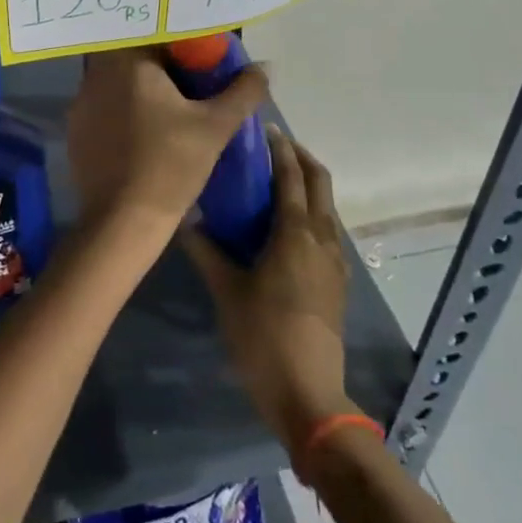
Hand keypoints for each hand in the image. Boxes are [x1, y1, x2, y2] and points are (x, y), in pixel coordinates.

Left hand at [67, 47, 268, 229]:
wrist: (123, 221)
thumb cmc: (171, 165)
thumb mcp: (216, 126)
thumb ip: (243, 91)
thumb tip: (264, 67)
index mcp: (128, 63)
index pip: (154, 34)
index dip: (180, 44)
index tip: (200, 62)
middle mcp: (96, 75)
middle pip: (133, 57)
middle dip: (161, 67)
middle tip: (191, 86)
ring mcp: (81, 103)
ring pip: (116, 82)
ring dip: (139, 89)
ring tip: (169, 112)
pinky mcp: (76, 131)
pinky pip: (103, 108)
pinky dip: (122, 113)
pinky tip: (142, 135)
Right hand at [182, 129, 354, 455]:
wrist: (309, 395)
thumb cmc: (263, 337)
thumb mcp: (227, 292)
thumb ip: (206, 251)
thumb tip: (185, 218)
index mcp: (295, 234)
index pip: (291, 176)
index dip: (280, 149)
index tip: (264, 128)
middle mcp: (321, 239)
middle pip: (320, 183)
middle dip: (301, 158)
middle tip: (273, 146)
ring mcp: (334, 262)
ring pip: (326, 207)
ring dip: (308, 184)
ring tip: (275, 180)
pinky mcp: (336, 282)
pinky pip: (326, 231)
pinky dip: (311, 212)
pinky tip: (286, 226)